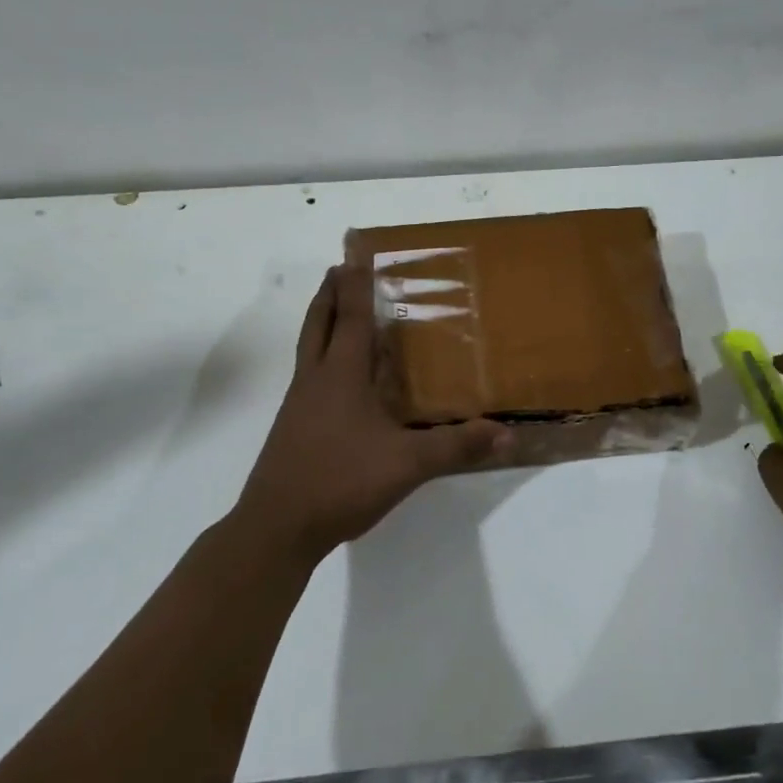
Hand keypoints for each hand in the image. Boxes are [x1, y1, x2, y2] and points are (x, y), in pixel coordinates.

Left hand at [234, 263, 510, 565]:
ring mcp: (298, 405)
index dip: (353, 284)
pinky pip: (309, 377)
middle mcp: (315, 380)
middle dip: (328, 293)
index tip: (354, 254)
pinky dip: (321, 359)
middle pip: (317, 323)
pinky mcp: (293, 428)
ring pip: (308, 349)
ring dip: (321, 323)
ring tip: (338, 313)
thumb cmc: (340, 480)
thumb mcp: (407, 464)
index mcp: (340, 374)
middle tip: (339, 269)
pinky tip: (339, 380)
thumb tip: (506, 432)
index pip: (348, 316)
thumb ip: (456, 446)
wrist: (276, 528)